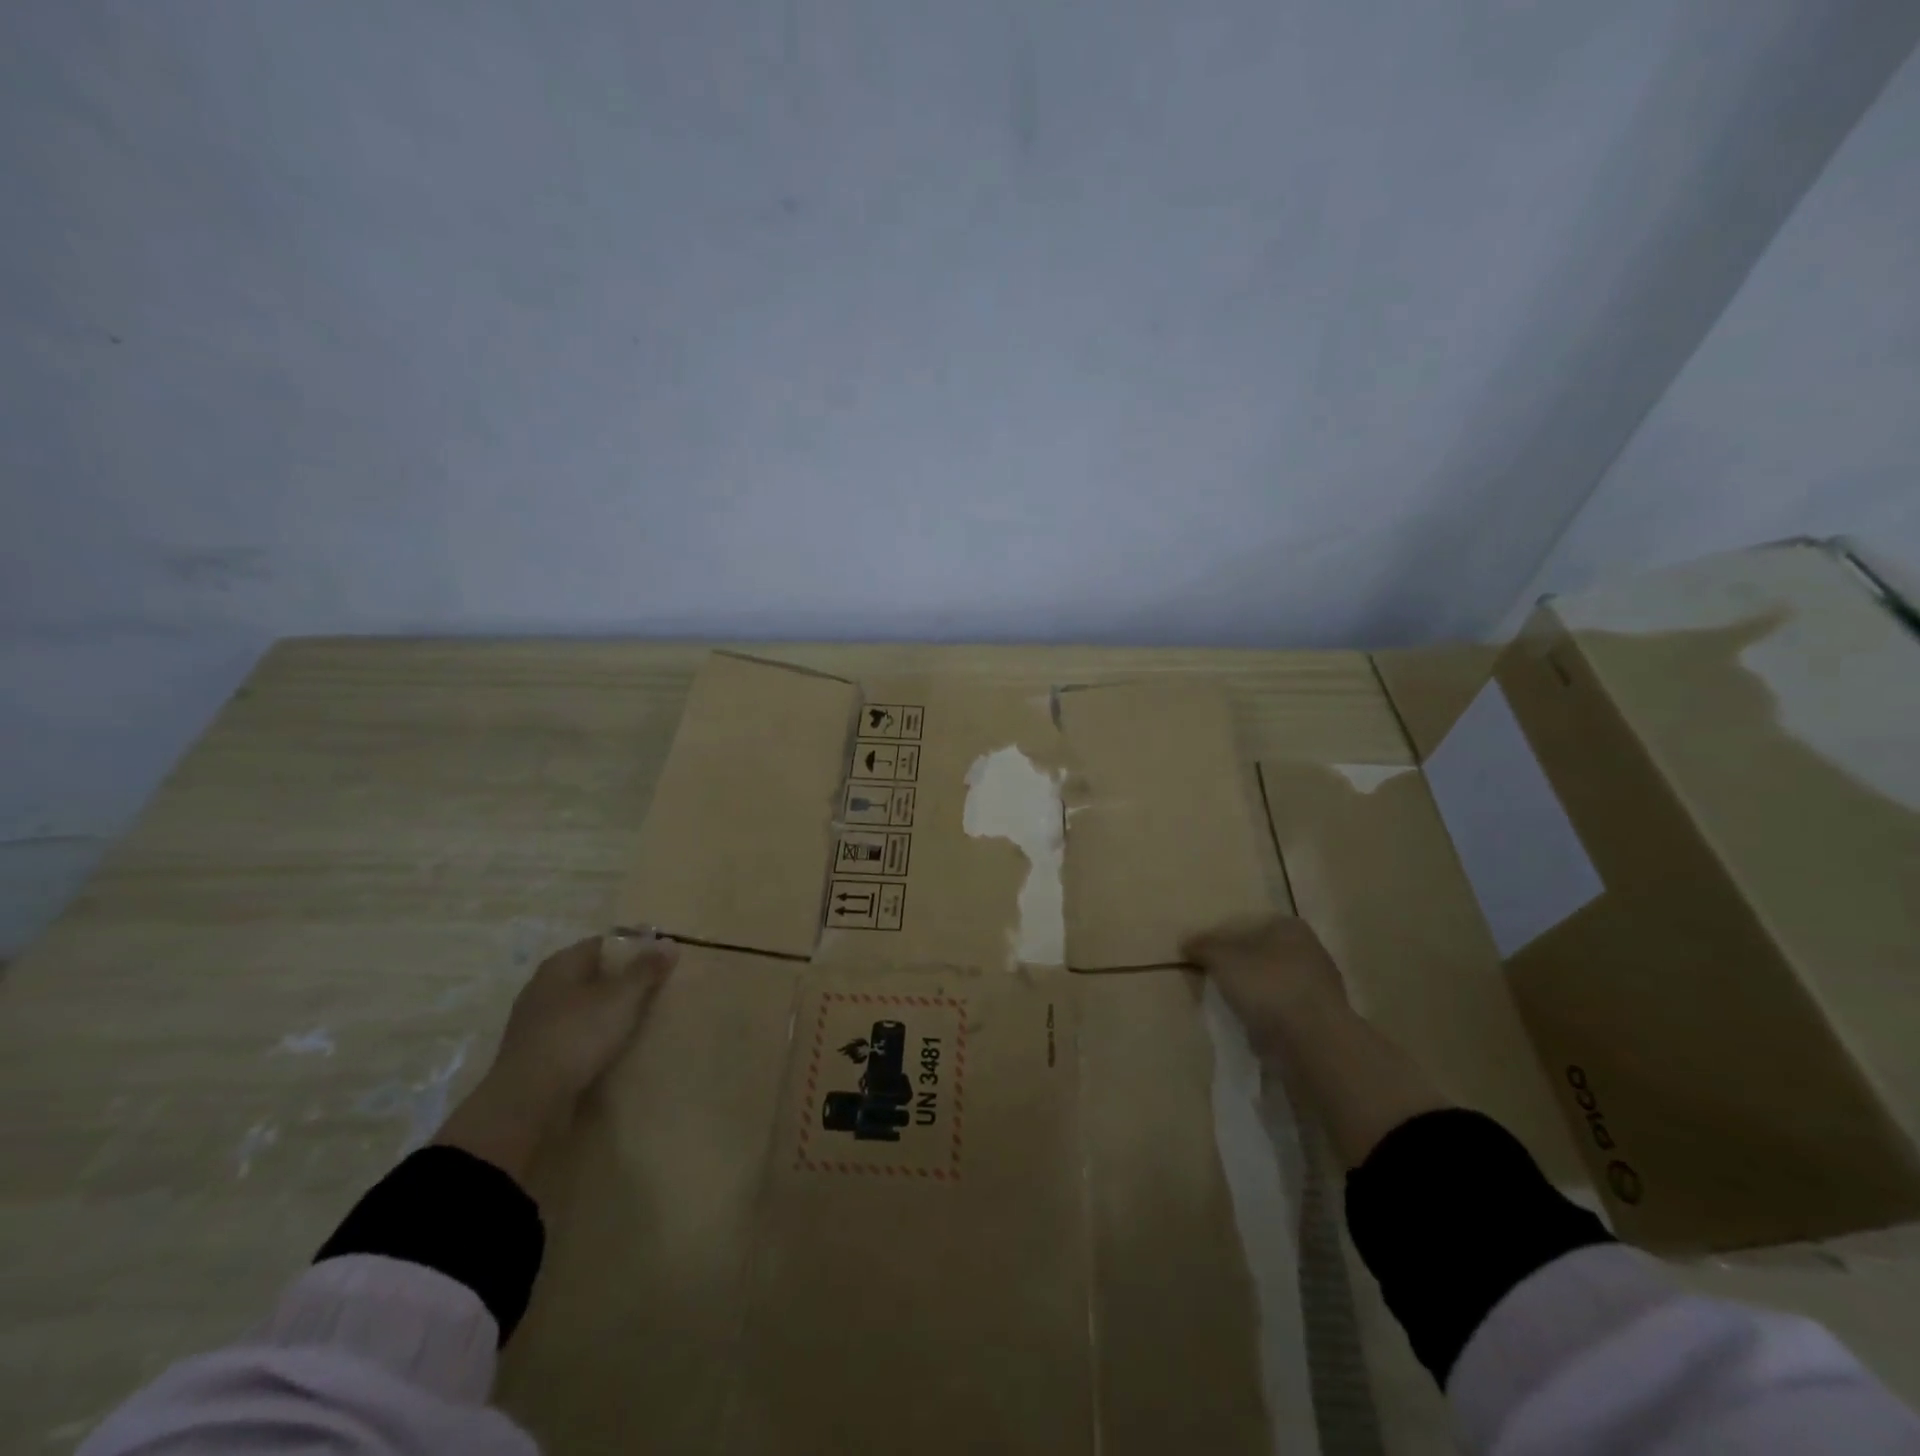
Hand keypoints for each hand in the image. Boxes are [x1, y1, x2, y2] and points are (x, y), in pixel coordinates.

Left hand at [436, 930, 678, 1180]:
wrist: (527, 1103)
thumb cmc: (577, 1036)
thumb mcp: (621, 998)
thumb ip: (646, 969)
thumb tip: (669, 943)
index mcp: (561, 964)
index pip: (604, 944)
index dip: (634, 948)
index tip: (661, 961)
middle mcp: (544, 987)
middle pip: (593, 974)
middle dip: (623, 980)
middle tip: (657, 990)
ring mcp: (536, 1022)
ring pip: (583, 1006)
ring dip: (608, 1011)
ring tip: (641, 1021)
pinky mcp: (536, 1054)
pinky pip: (574, 1034)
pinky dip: (594, 1036)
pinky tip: (614, 1048)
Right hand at [1180, 914, 1346, 1057]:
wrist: (1314, 1044)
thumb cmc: (1267, 987)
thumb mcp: (1222, 959)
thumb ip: (1203, 947)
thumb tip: (1186, 942)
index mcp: (1290, 927)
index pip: (1247, 924)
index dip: (1222, 938)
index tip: (1203, 957)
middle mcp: (1310, 950)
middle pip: (1260, 954)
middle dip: (1238, 967)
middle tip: (1211, 981)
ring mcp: (1319, 987)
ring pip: (1272, 983)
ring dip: (1252, 994)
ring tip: (1227, 1007)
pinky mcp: (1321, 1019)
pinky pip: (1283, 1011)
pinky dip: (1266, 1016)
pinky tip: (1249, 1026)